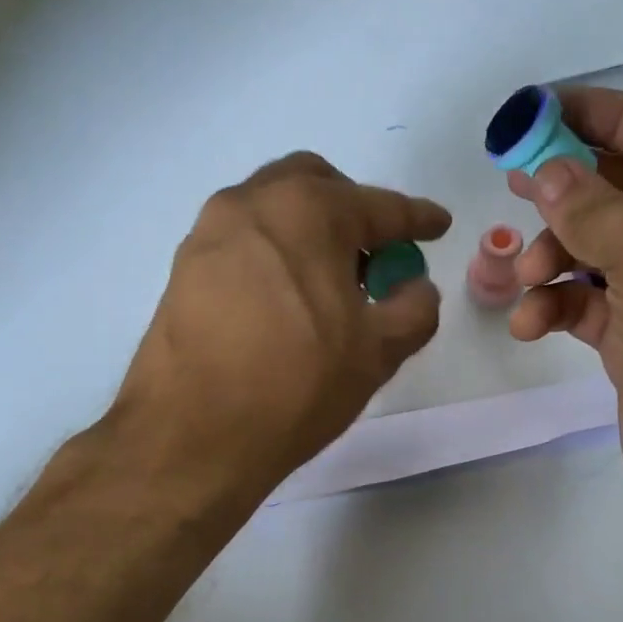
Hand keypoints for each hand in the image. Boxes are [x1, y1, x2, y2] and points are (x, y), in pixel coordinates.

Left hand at [115, 152, 450, 498]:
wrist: (192, 436)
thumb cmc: (295, 385)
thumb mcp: (377, 352)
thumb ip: (414, 308)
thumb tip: (416, 287)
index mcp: (309, 210)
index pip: (378, 206)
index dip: (417, 218)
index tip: (439, 225)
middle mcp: (253, 203)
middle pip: (316, 185)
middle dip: (353, 209)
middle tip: (374, 255)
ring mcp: (209, 233)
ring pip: (272, 209)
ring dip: (308, 230)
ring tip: (328, 282)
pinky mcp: (183, 268)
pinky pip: (242, 243)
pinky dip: (274, 253)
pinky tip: (283, 300)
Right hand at [507, 87, 622, 533]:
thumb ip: (593, 207)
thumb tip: (546, 173)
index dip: (610, 118)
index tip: (548, 108)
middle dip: (569, 194)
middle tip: (512, 182)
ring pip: (602, 251)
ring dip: (554, 258)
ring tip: (520, 276)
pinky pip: (592, 302)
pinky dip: (558, 306)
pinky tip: (528, 323)